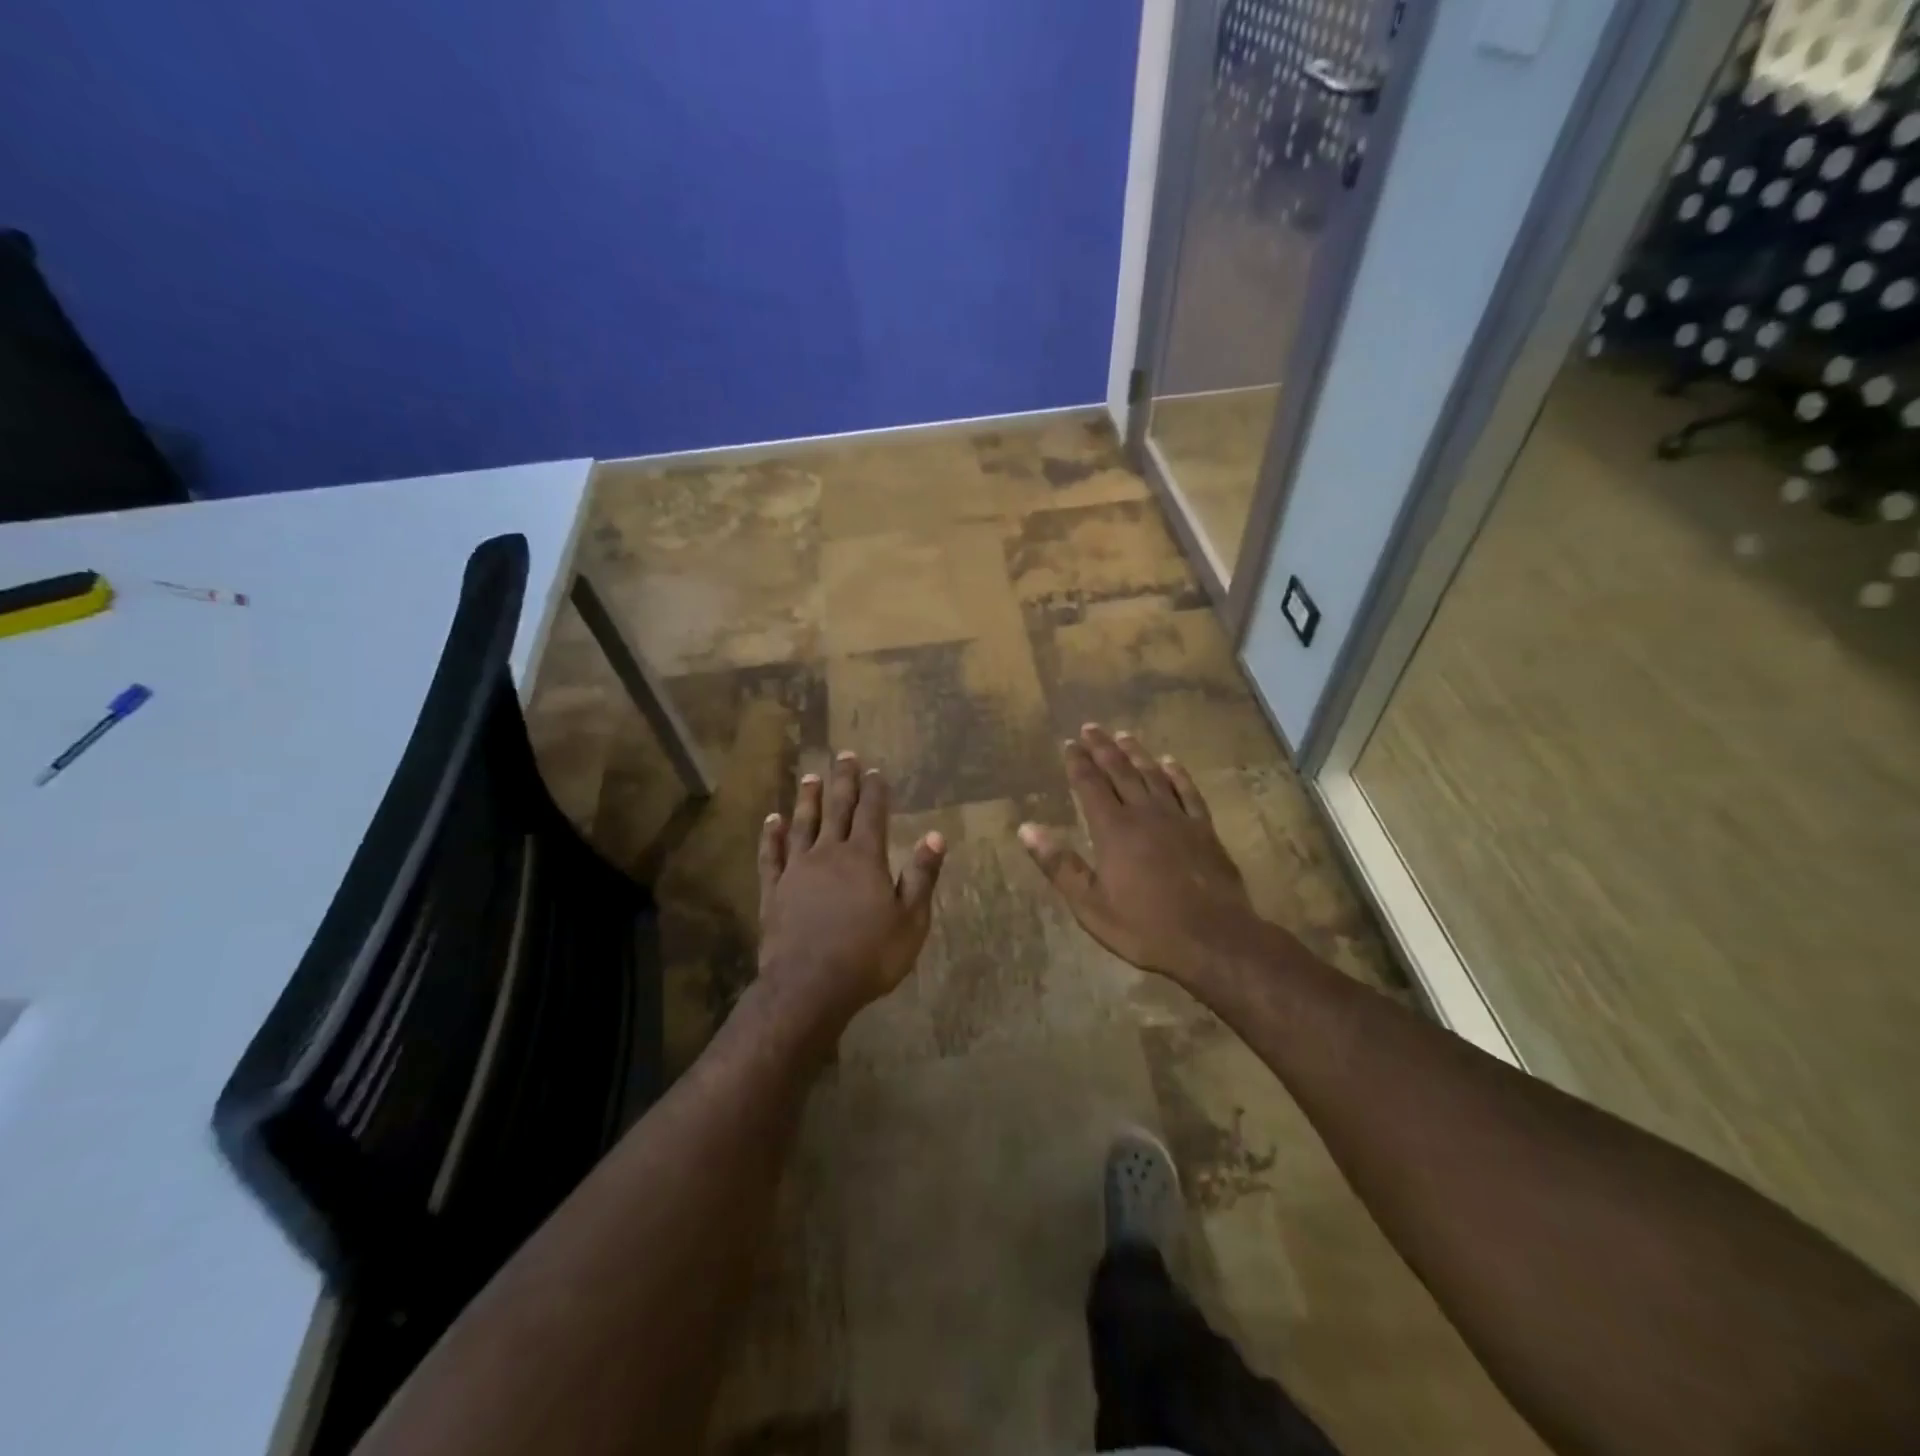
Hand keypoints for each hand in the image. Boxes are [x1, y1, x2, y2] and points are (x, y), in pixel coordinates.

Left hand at [757, 752, 946, 1029]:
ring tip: (810, 776)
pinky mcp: (774, 890)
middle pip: (837, 808)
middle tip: (844, 755)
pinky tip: (772, 821)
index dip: (875, 791)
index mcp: (865, 857)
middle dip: (843, 781)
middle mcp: (829, 853)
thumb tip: (935, 836)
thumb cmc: (869, 956)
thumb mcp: (910, 920)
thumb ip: (922, 876)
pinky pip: (771, 855)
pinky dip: (771, 836)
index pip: (872, 813)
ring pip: (802, 824)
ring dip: (807, 799)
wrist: (810, 986)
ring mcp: (797, 870)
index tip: (876, 771)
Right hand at [1018, 725, 1259, 986]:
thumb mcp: (1090, 904)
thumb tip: (1026, 828)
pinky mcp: (1205, 830)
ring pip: (1153, 775)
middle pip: (1120, 771)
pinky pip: (1188, 792)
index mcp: (1113, 830)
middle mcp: (1144, 813)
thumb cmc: (1145, 926)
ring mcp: (1178, 819)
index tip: (1068, 743)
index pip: (1090, 785)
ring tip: (1123, 735)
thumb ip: (1059, 864)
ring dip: (1136, 753)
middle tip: (1091, 727)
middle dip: (1103, 748)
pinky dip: (1178, 774)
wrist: (1213, 939)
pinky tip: (1170, 762)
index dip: (1078, 763)